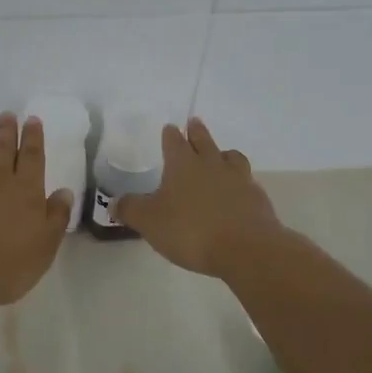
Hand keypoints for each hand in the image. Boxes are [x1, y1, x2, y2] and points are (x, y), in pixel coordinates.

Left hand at [0, 112, 72, 308]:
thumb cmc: (8, 264)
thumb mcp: (45, 245)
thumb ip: (57, 216)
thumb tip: (64, 191)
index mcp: (26, 189)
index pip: (32, 156)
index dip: (33, 137)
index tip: (32, 119)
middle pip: (4, 148)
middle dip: (8, 130)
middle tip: (8, 115)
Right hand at [115, 118, 282, 276]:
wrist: (246, 249)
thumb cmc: (191, 230)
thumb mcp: (149, 222)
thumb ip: (130, 210)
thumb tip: (113, 203)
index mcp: (183, 164)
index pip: (174, 142)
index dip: (170, 135)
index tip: (170, 128)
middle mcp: (211, 165)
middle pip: (204, 141)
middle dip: (197, 132)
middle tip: (194, 123)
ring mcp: (238, 180)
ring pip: (231, 157)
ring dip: (223, 153)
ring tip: (221, 154)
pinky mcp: (257, 199)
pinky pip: (246, 182)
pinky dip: (239, 183)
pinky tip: (236, 192)